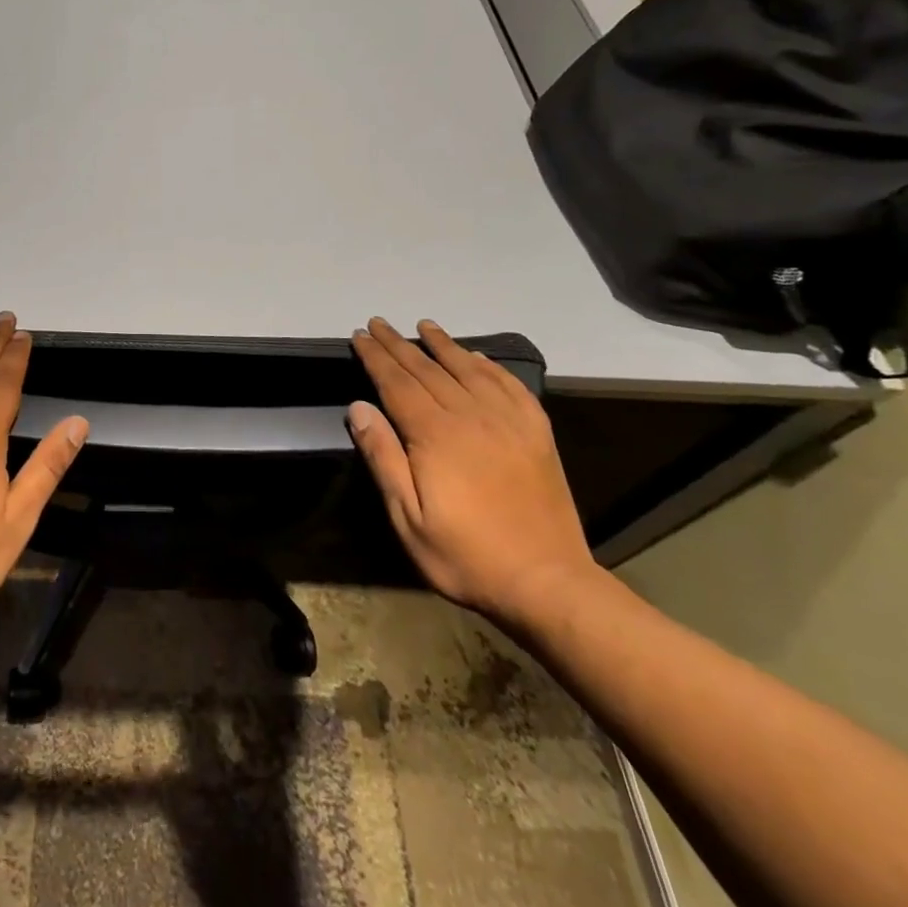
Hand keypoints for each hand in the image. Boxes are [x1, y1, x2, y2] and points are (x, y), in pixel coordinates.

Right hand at [347, 317, 595, 625]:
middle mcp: (471, 416)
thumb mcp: (407, 517)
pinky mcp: (537, 435)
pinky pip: (511, 386)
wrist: (547, 583)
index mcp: (435, 435)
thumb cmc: (465, 555)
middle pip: (427, 369)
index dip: (376, 357)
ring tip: (425, 326)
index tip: (361, 335)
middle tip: (380, 323)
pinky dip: (491, 366)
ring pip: (468, 369)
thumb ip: (383, 457)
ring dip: (443, 345)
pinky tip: (478, 357)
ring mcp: (508, 423)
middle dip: (400, 344)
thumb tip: (359, 407)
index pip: (397, 382)